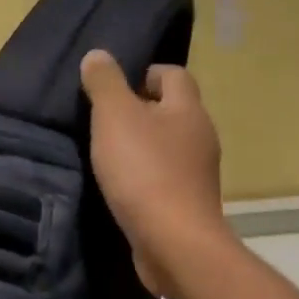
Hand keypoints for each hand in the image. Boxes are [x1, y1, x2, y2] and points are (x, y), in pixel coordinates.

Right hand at [79, 51, 232, 297]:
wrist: (173, 242)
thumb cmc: (144, 171)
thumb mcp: (115, 117)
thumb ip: (105, 83)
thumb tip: (98, 55)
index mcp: (188, 109)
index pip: (174, 74)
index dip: (146, 73)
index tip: (115, 88)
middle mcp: (201, 136)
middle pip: (172, 110)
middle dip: (141, 110)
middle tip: (104, 120)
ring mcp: (198, 173)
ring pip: (168, 146)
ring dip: (142, 145)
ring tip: (108, 154)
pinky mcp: (188, 203)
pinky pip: (165, 177)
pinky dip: (145, 176)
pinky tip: (122, 187)